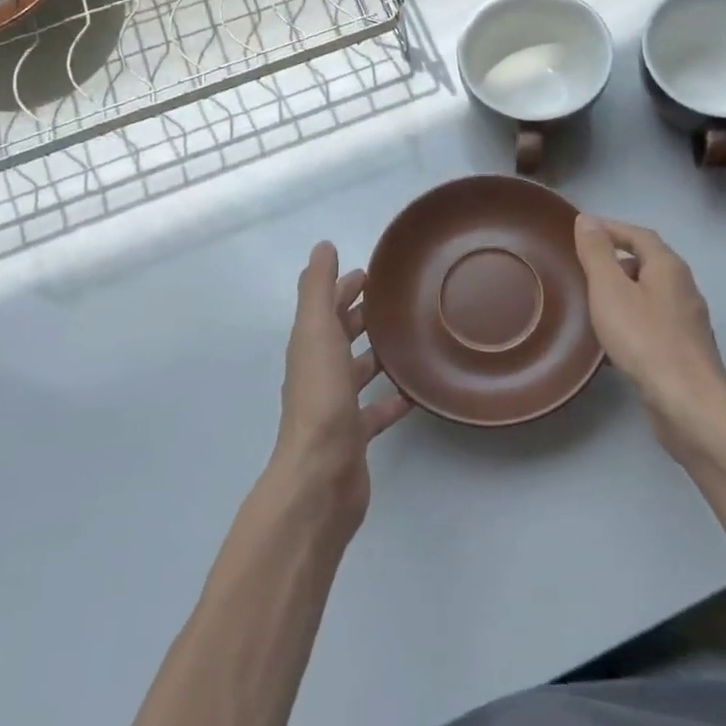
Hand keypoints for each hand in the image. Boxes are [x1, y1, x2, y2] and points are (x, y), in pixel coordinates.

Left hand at [273, 242, 413, 530]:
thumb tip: (323, 247)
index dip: (344, 288)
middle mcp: (320, 374)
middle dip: (363, 316)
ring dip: (378, 354)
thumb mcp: (317, 333)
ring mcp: (337, 407)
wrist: (320, 477)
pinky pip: (377, 411)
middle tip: (398, 300)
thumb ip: (319, 290)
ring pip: (358, 372)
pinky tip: (416, 392)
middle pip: (341, 337)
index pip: (327, 309)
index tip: (372, 272)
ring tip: (412, 338)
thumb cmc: (320, 399)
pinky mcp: (355, 436)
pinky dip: (393, 400)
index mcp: (309, 348)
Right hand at [573, 215, 725, 458]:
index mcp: (668, 267)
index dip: (612, 229)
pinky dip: (632, 319)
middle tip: (584, 267)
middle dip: (617, 260)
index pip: (639, 234)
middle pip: (649, 262)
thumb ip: (598, 254)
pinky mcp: (686, 349)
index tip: (583, 231)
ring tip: (594, 302)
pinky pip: (654, 322)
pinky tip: (614, 339)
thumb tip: (587, 219)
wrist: (688, 403)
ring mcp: (689, 321)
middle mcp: (684, 288)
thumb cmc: (645, 340)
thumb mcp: (610, 290)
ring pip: (652, 294)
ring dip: (625, 292)